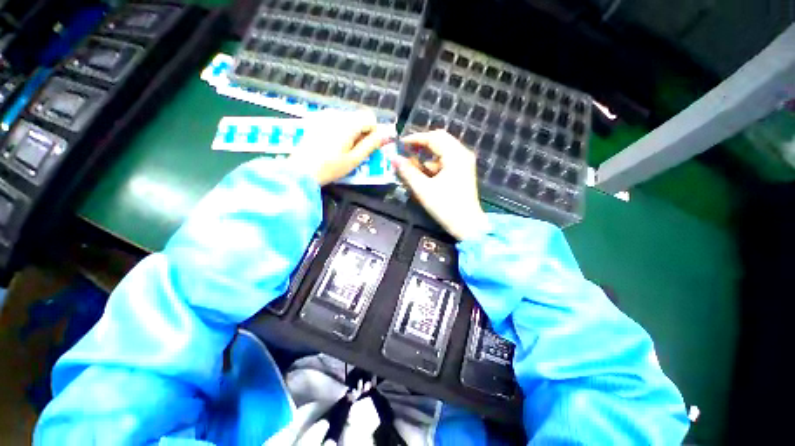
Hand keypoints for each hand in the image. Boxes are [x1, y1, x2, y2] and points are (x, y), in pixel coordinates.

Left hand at [288, 110, 393, 185]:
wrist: (300, 171)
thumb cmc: (331, 167)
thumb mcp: (355, 159)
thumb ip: (372, 144)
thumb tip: (387, 133)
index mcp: (348, 123)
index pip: (370, 118)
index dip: (374, 132)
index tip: (370, 147)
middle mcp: (337, 114)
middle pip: (359, 117)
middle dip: (363, 132)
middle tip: (357, 151)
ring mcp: (325, 116)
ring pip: (348, 119)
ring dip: (352, 132)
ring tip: (344, 150)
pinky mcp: (316, 120)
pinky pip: (336, 121)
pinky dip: (341, 130)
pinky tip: (333, 144)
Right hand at [392, 130, 489, 240]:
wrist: (467, 225)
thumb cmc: (445, 207)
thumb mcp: (423, 189)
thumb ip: (408, 172)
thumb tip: (394, 158)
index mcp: (455, 155)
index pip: (433, 138)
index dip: (415, 139)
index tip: (400, 143)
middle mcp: (462, 154)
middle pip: (440, 140)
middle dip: (421, 144)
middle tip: (406, 150)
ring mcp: (464, 163)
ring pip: (443, 150)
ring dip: (427, 154)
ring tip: (411, 163)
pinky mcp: (463, 172)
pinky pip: (446, 160)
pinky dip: (434, 163)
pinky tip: (423, 172)